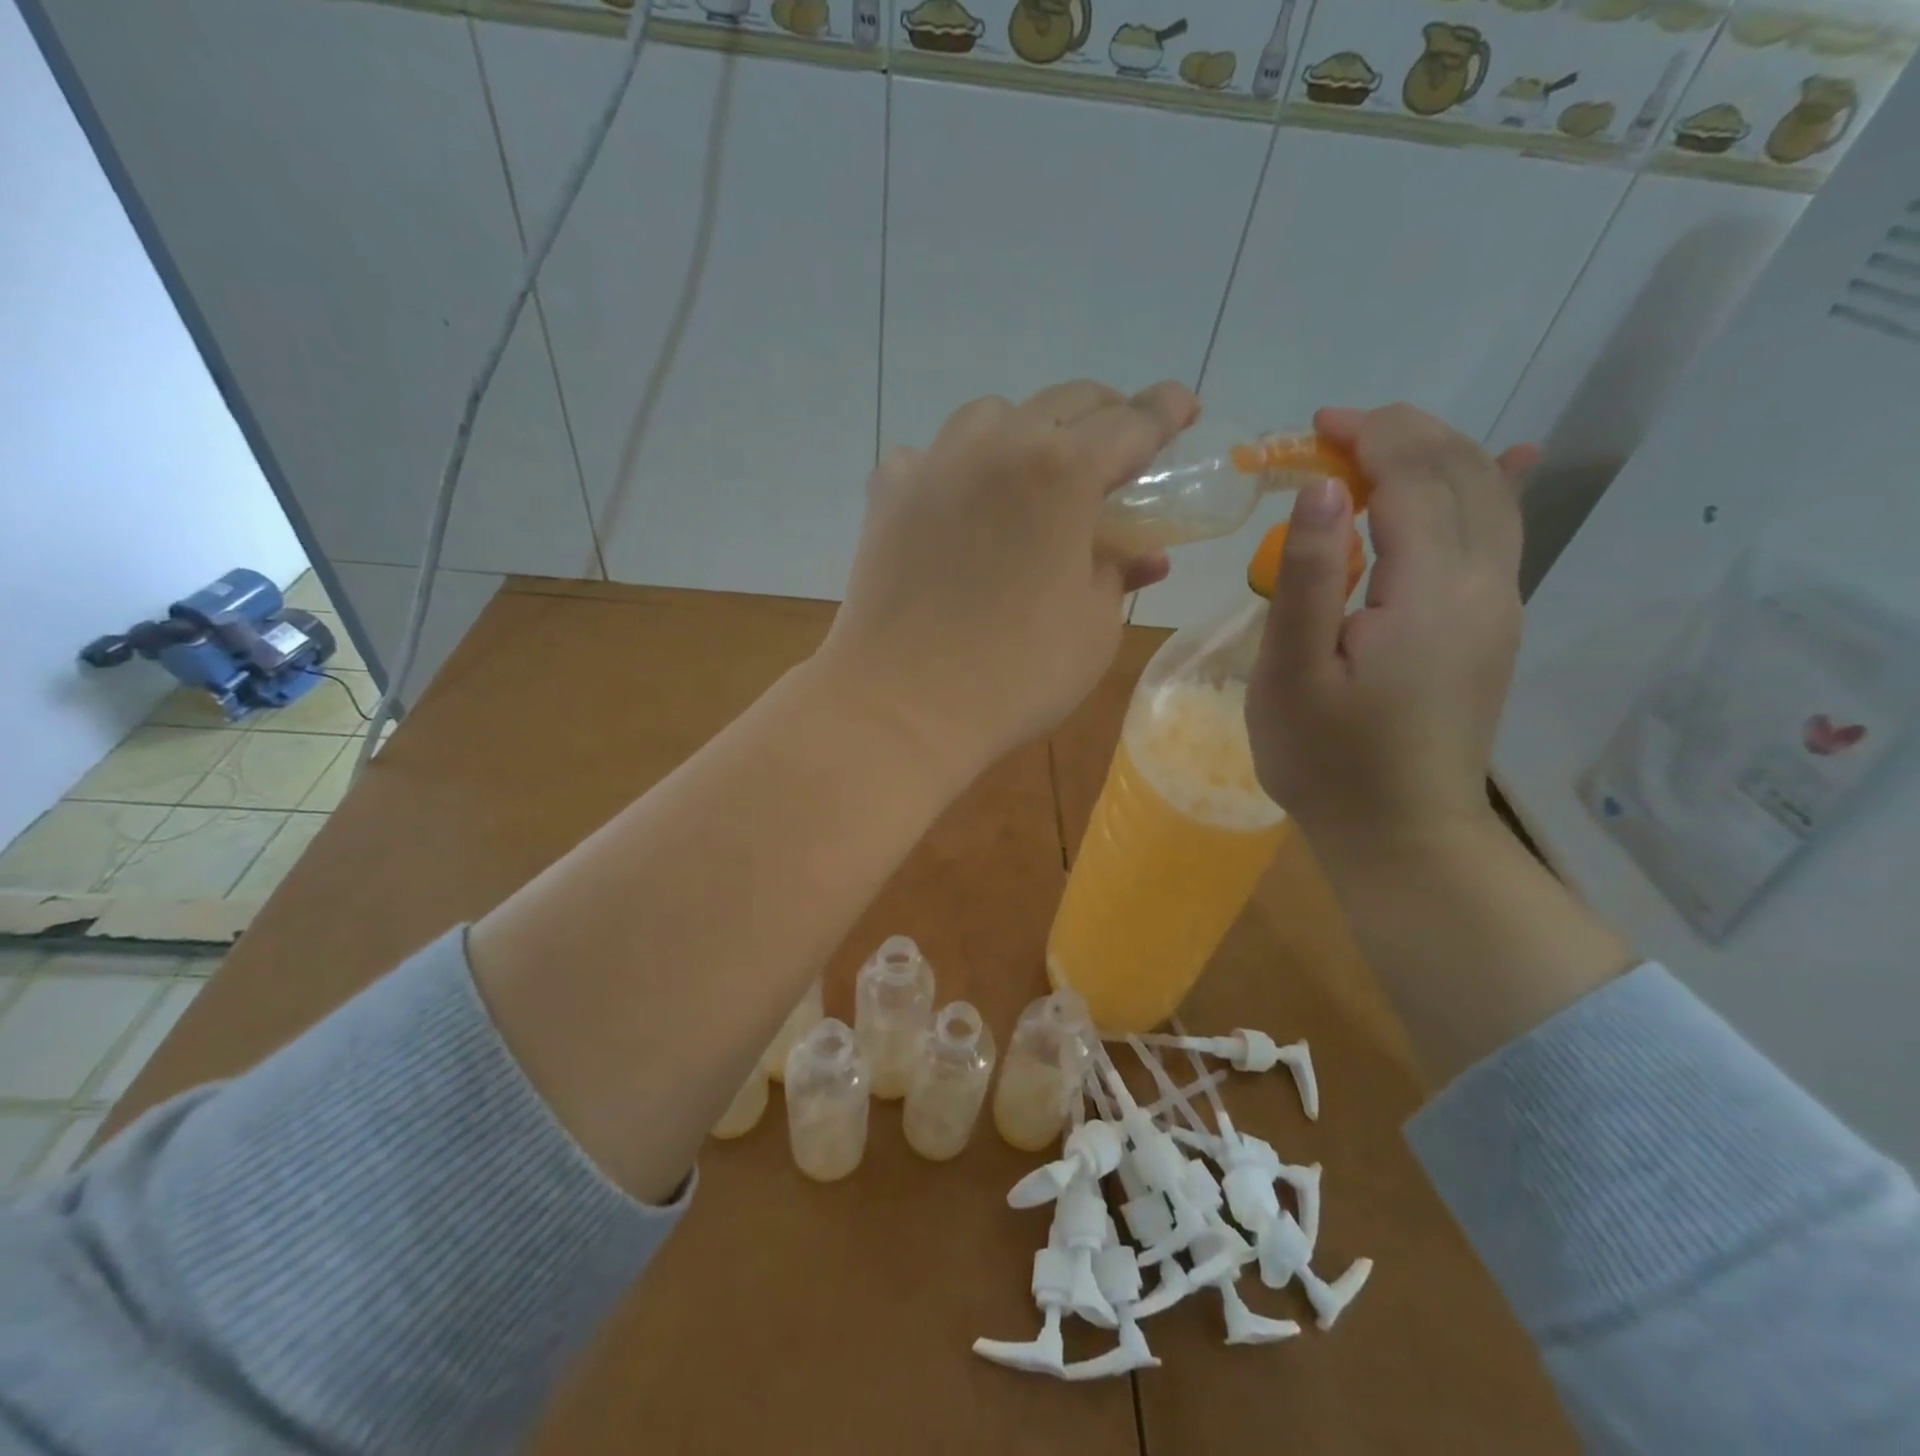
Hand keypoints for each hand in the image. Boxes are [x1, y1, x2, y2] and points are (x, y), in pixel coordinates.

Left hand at [816, 380, 1198, 775]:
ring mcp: (934, 466)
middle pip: (1063, 404)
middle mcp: (997, 447)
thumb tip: (1139, 555)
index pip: (1130, 423)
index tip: (1184, 407)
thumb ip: (1118, 575)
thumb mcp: (1094, 629)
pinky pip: (929, 457)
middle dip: (1104, 414)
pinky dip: (956, 468)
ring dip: (1027, 431)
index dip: (1165, 411)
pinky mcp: (888, 497)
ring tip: (1038, 471)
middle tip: (1121, 445)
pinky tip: (960, 502)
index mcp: (1062, 473)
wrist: (902, 708)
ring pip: (991, 417)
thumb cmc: (1015, 676)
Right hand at [1246, 404, 1537, 867]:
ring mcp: (1500, 607)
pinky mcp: (1494, 630)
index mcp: (1432, 591)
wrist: (1400, 834)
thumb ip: (1308, 577)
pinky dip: (1491, 487)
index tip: (1315, 425)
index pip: (1415, 478)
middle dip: (1402, 435)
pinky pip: (1504, 536)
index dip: (1369, 437)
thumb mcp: (1292, 673)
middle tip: (1334, 430)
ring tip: (1380, 445)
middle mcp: (1486, 585)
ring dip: (1437, 456)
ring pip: (1489, 498)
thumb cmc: (1327, 760)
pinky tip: (1507, 460)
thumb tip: (1323, 487)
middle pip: (1460, 475)